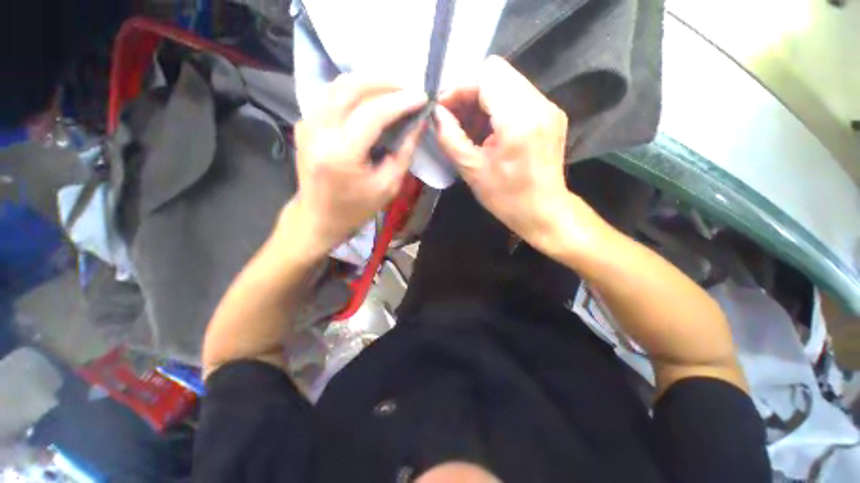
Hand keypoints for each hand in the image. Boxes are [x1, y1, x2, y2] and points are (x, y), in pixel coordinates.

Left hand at [289, 74, 426, 252]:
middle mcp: (319, 132)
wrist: (318, 217)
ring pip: (337, 85)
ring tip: (391, 89)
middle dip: (384, 82)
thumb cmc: (356, 208)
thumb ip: (404, 152)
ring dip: (367, 81)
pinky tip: (368, 97)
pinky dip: (351, 90)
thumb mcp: (388, 186)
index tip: (422, 97)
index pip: (373, 114)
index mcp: (342, 154)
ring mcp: (307, 125)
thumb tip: (418, 123)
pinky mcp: (304, 124)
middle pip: (351, 88)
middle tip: (407, 88)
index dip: (400, 102)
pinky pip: (328, 95)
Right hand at [435, 56, 600, 254]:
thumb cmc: (507, 198)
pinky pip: (518, 95)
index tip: (443, 110)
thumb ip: (451, 138)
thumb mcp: (472, 171)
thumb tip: (437, 114)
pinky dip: (497, 107)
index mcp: (519, 120)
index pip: (485, 76)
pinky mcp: (551, 115)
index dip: (459, 88)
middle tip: (455, 118)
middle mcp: (539, 104)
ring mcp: (549, 107)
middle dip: (469, 92)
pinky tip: (488, 131)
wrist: (544, 212)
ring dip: (483, 99)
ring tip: (470, 127)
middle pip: (497, 72)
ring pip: (507, 82)